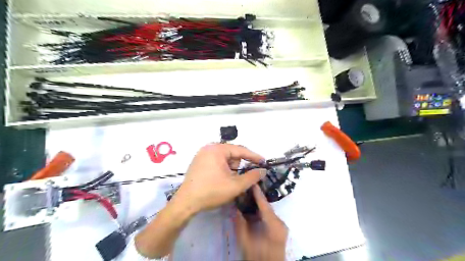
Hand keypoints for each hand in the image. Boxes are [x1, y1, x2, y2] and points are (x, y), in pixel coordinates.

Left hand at [173, 144, 269, 213]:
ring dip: (230, 169)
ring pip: (224, 158)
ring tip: (227, 182)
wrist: (186, 203)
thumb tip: (262, 171)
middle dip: (238, 166)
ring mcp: (202, 154)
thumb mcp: (235, 185)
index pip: (240, 150)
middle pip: (232, 154)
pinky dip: (222, 169)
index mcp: (217, 149)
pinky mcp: (198, 162)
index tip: (263, 162)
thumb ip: (252, 177)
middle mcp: (209, 148)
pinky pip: (216, 161)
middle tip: (238, 179)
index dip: (253, 157)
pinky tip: (220, 180)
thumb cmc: (211, 192)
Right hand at [236, 186, 286, 260]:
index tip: (252, 183)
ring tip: (249, 195)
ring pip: (268, 210)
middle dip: (257, 197)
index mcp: (273, 225)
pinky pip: (269, 215)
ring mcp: (281, 225)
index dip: (258, 193)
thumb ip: (240, 224)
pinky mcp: (279, 228)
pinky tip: (253, 208)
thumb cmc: (258, 256)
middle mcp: (280, 222)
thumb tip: (235, 208)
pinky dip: (261, 211)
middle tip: (247, 188)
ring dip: (259, 204)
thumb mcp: (245, 241)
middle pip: (267, 206)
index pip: (264, 205)